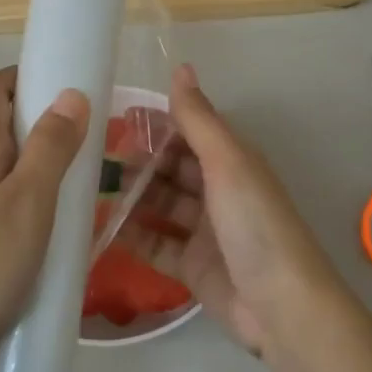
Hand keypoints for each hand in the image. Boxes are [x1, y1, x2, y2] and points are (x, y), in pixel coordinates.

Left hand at [0, 68, 89, 371]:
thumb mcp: (28, 206)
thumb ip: (50, 149)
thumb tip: (70, 94)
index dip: (18, 77)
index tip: (57, 86)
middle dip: (31, 132)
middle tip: (76, 157)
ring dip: (20, 174)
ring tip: (58, 207)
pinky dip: (5, 206)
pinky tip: (24, 245)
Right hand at [117, 64, 355, 356]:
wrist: (281, 305)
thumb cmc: (255, 224)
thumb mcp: (228, 163)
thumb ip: (199, 119)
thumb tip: (181, 67)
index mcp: (233, 163)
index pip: (189, 133)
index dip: (156, 124)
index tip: (114, 117)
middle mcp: (220, 192)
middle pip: (172, 169)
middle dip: (138, 162)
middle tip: (93, 158)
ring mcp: (205, 231)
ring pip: (161, 205)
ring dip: (131, 197)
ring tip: (90, 189)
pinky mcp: (192, 266)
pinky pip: (156, 244)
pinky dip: (132, 236)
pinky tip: (100, 228)